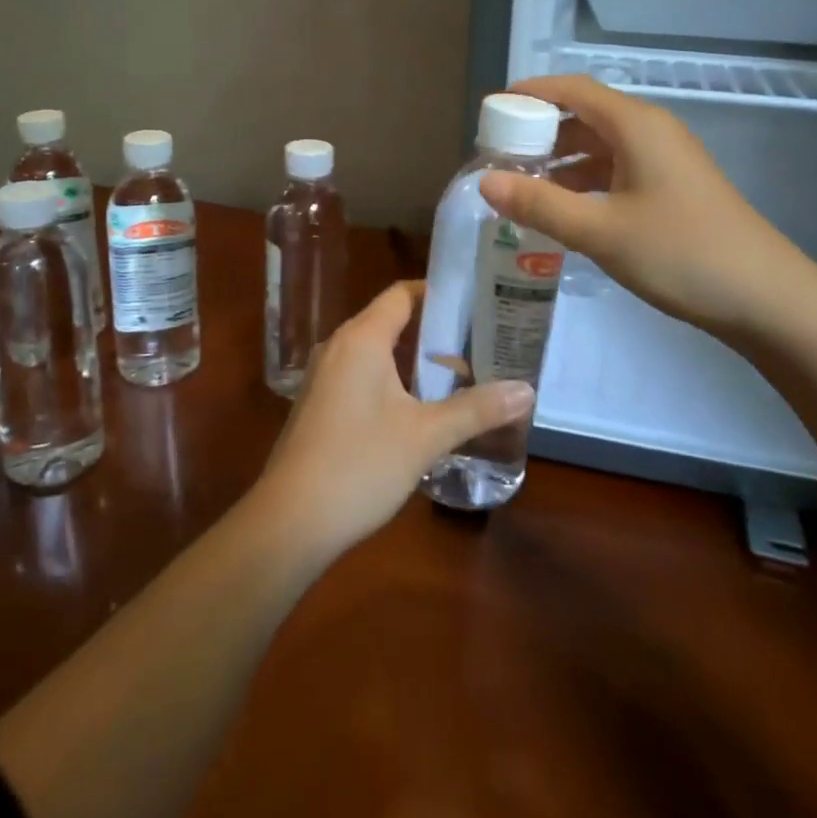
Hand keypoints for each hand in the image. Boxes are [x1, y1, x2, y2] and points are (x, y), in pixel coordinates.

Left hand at [253, 282, 532, 559]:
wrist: (289, 523)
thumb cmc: (359, 465)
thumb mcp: (425, 436)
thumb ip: (476, 409)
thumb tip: (527, 390)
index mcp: (361, 339)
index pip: (402, 294)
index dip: (439, 294)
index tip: (477, 304)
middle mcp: (338, 347)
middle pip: (391, 322)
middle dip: (435, 332)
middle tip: (480, 344)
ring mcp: (324, 377)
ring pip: (377, 353)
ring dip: (414, 361)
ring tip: (459, 376)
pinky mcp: (319, 405)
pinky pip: (362, 376)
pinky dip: (393, 381)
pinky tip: (419, 409)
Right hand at [478, 75, 816, 344]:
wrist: (765, 297)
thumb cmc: (680, 253)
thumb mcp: (600, 231)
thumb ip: (539, 204)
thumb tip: (484, 181)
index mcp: (636, 125)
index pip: (573, 90)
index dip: (531, 94)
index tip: (492, 109)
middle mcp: (651, 132)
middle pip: (585, 115)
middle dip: (540, 132)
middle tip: (499, 156)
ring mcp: (665, 161)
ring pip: (601, 146)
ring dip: (561, 160)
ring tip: (522, 185)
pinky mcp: (672, 188)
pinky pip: (617, 170)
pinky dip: (585, 181)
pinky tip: (563, 209)